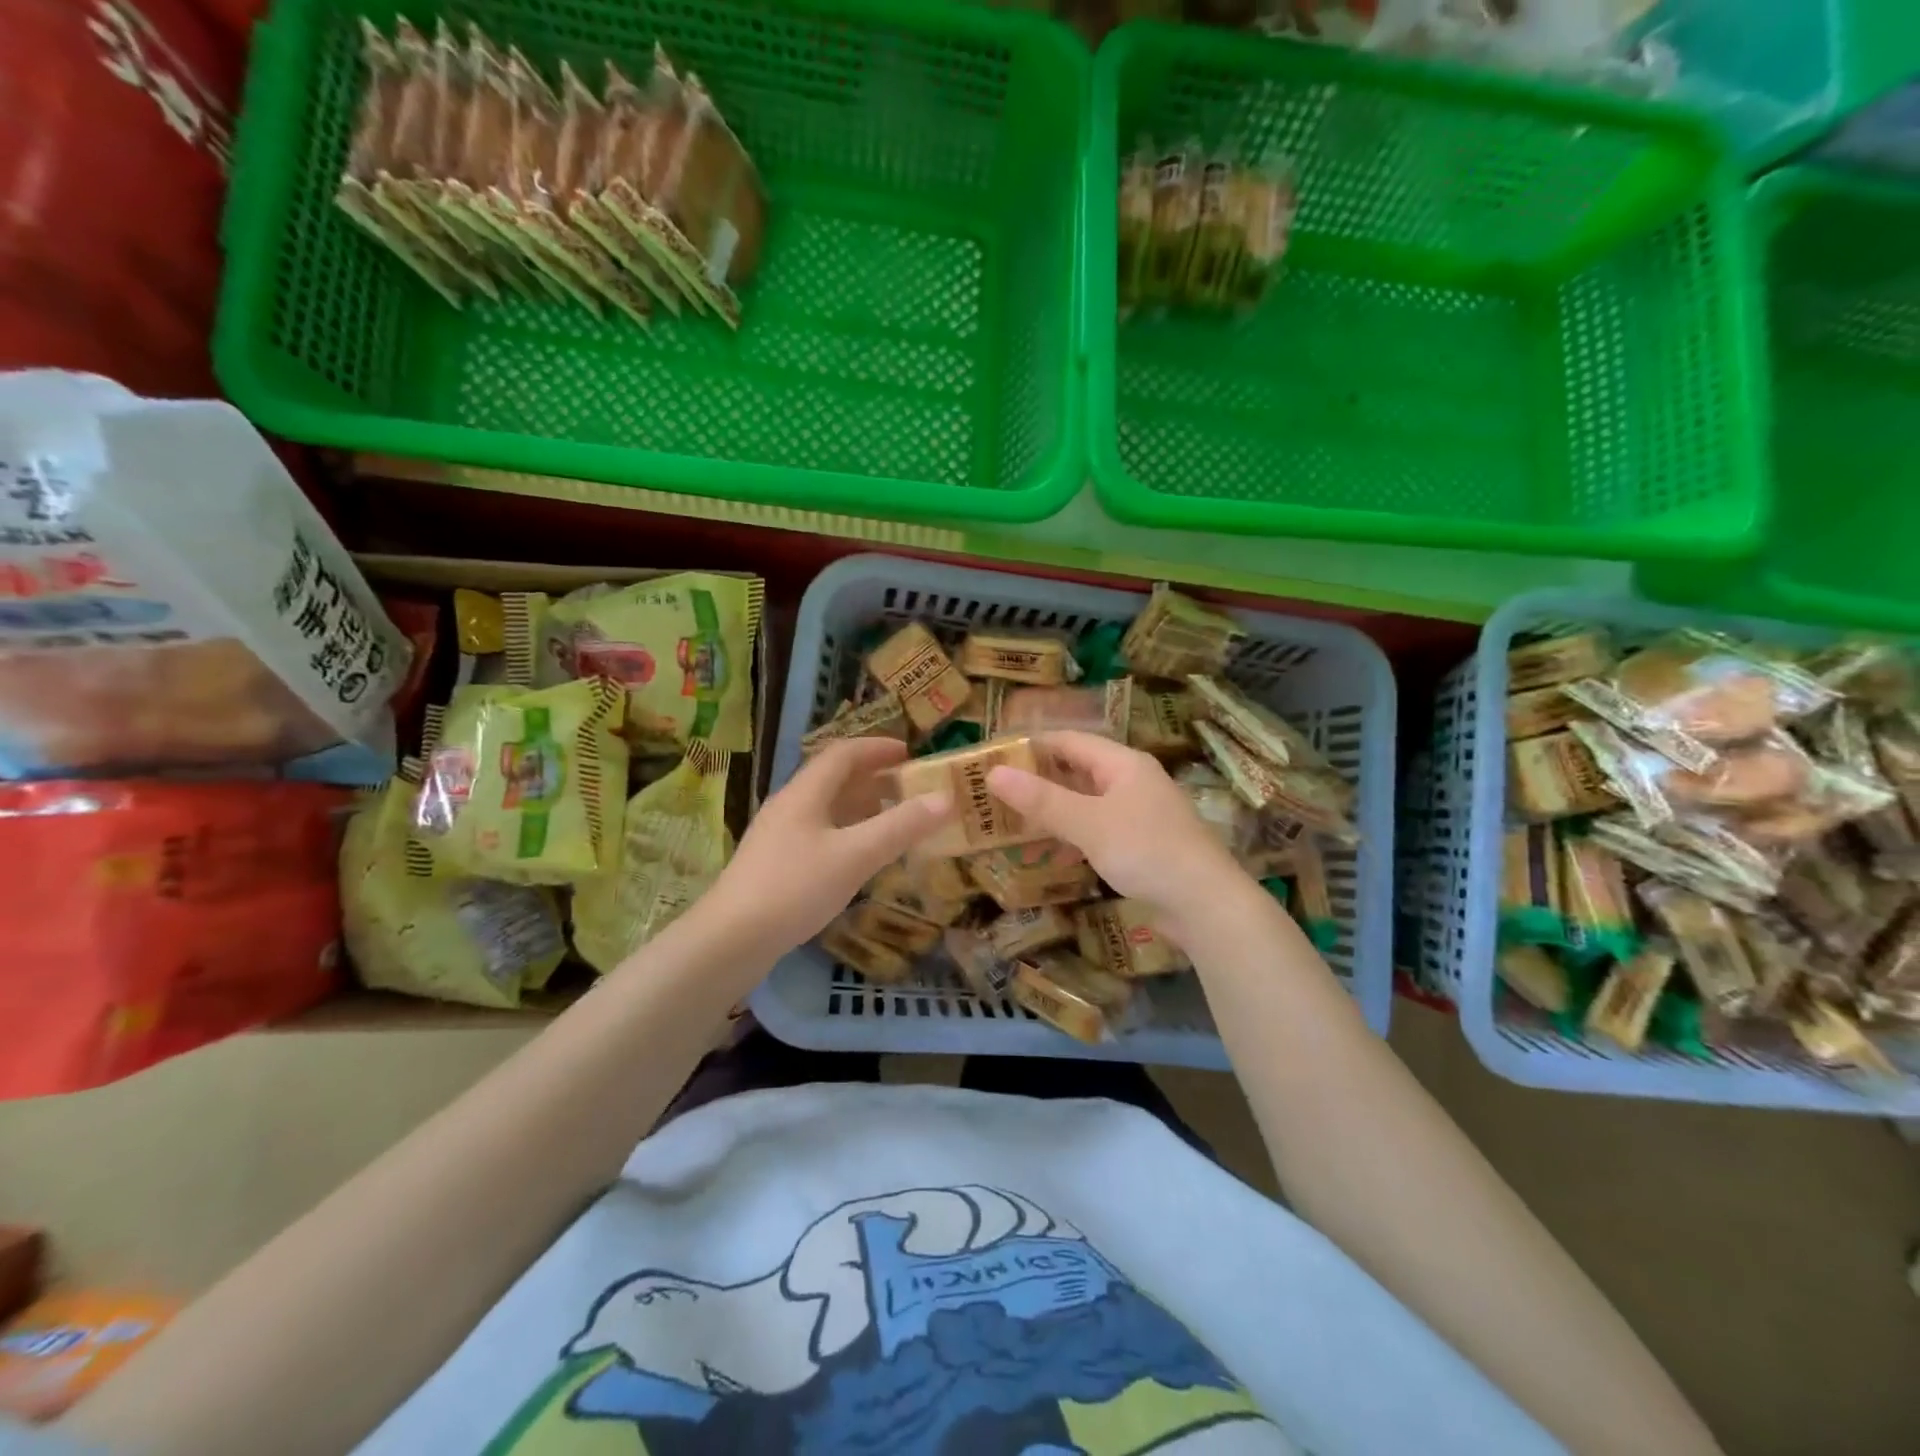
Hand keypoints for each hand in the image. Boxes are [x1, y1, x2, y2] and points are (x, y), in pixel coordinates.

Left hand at [707, 737, 952, 958]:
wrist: (731, 939)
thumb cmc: (795, 888)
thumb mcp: (856, 855)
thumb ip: (901, 826)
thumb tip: (946, 798)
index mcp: (805, 793)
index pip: (844, 753)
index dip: (878, 748)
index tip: (911, 753)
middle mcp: (790, 805)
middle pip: (834, 778)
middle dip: (874, 777)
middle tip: (910, 788)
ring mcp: (779, 835)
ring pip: (826, 807)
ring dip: (861, 806)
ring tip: (894, 819)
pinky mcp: (775, 863)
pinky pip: (820, 832)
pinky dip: (848, 832)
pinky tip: (861, 856)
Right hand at [987, 731, 1248, 943]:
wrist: (1206, 905)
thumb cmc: (1146, 851)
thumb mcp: (1089, 823)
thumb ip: (1041, 800)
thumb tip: (993, 773)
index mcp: (1123, 763)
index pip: (1069, 741)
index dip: (1031, 746)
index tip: (993, 757)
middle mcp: (1132, 781)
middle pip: (1077, 770)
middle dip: (1038, 779)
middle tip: (994, 791)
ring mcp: (1139, 813)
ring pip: (1086, 801)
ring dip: (1052, 809)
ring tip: (1012, 819)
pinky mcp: (1141, 844)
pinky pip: (1097, 828)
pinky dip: (1071, 833)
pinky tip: (1049, 850)